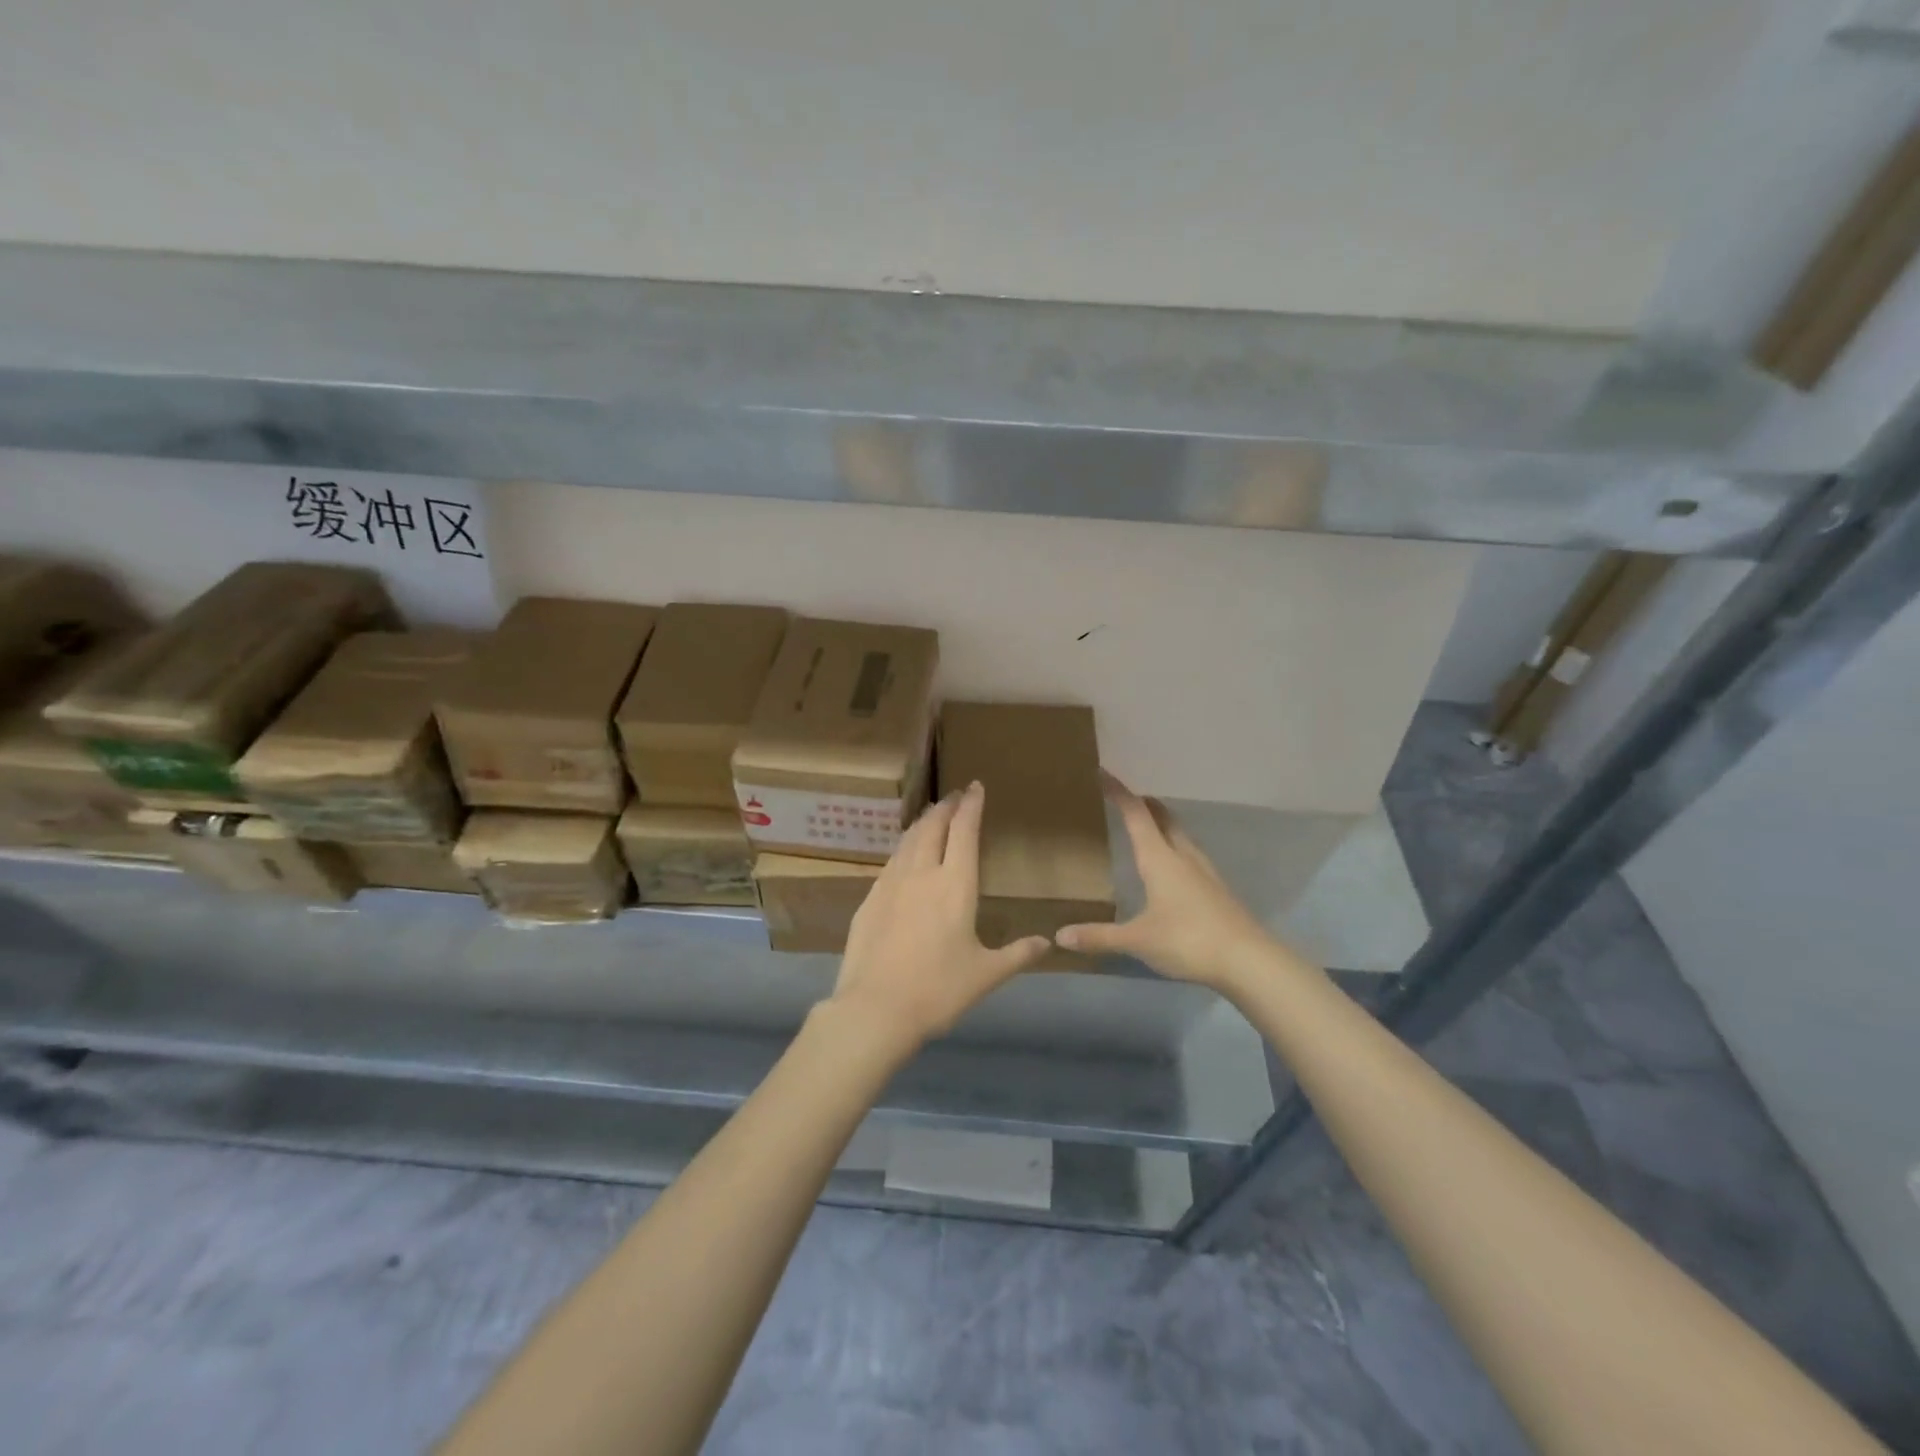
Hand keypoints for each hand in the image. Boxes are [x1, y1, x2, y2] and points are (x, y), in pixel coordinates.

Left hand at [830, 782, 1050, 1047]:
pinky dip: (904, 848)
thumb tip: (1046, 942)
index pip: (964, 831)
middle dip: (946, 807)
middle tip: (954, 795)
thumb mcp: (986, 975)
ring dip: (922, 822)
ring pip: (908, 840)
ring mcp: (890, 884)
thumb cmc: (939, 990)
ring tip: (931, 815)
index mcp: (955, 885)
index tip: (975, 786)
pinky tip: (904, 855)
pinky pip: (891, 862)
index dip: (971, 806)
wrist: (875, 1008)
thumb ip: (1017, 954)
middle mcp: (922, 873)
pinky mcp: (869, 899)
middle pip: (933, 827)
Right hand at [1057, 773, 1282, 991]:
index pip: (1136, 815)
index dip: (1120, 793)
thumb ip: (1099, 936)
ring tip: (1147, 825)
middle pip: (1163, 818)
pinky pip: (1190, 854)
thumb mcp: (1138, 940)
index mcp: (1160, 859)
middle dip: (1144, 803)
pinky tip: (1173, 866)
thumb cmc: (1188, 940)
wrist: (1249, 960)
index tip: (1104, 773)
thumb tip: (1060, 935)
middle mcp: (1183, 856)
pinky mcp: (1217, 889)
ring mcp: (1204, 871)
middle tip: (1126, 796)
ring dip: (1163, 823)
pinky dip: (1175, 846)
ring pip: (1180, 835)